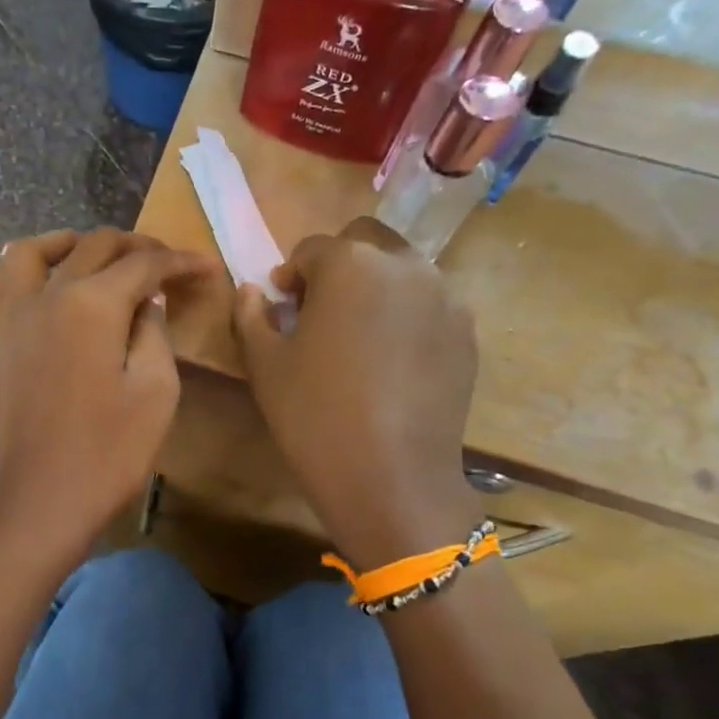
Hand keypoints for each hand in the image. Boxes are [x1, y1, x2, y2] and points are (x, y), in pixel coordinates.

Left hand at [0, 228, 216, 569]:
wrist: (41, 501)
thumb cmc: (109, 453)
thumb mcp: (156, 391)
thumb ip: (154, 332)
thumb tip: (146, 301)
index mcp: (92, 304)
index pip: (144, 264)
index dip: (180, 262)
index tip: (207, 267)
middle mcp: (48, 294)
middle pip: (96, 247)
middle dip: (138, 248)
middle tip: (168, 265)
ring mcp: (13, 315)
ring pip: (39, 250)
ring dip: (77, 243)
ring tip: (103, 256)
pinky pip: (5, 281)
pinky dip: (30, 265)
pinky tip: (48, 278)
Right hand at [233, 218, 482, 569]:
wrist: (391, 476)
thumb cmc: (314, 415)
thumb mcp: (265, 365)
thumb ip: (252, 315)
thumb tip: (252, 291)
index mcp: (349, 265)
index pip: (311, 249)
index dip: (291, 276)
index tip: (283, 307)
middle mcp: (404, 265)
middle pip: (365, 243)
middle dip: (338, 267)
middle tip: (321, 313)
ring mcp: (444, 297)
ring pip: (402, 271)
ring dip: (375, 287)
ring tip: (359, 338)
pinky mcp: (466, 332)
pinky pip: (429, 305)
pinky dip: (406, 316)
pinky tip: (391, 362)